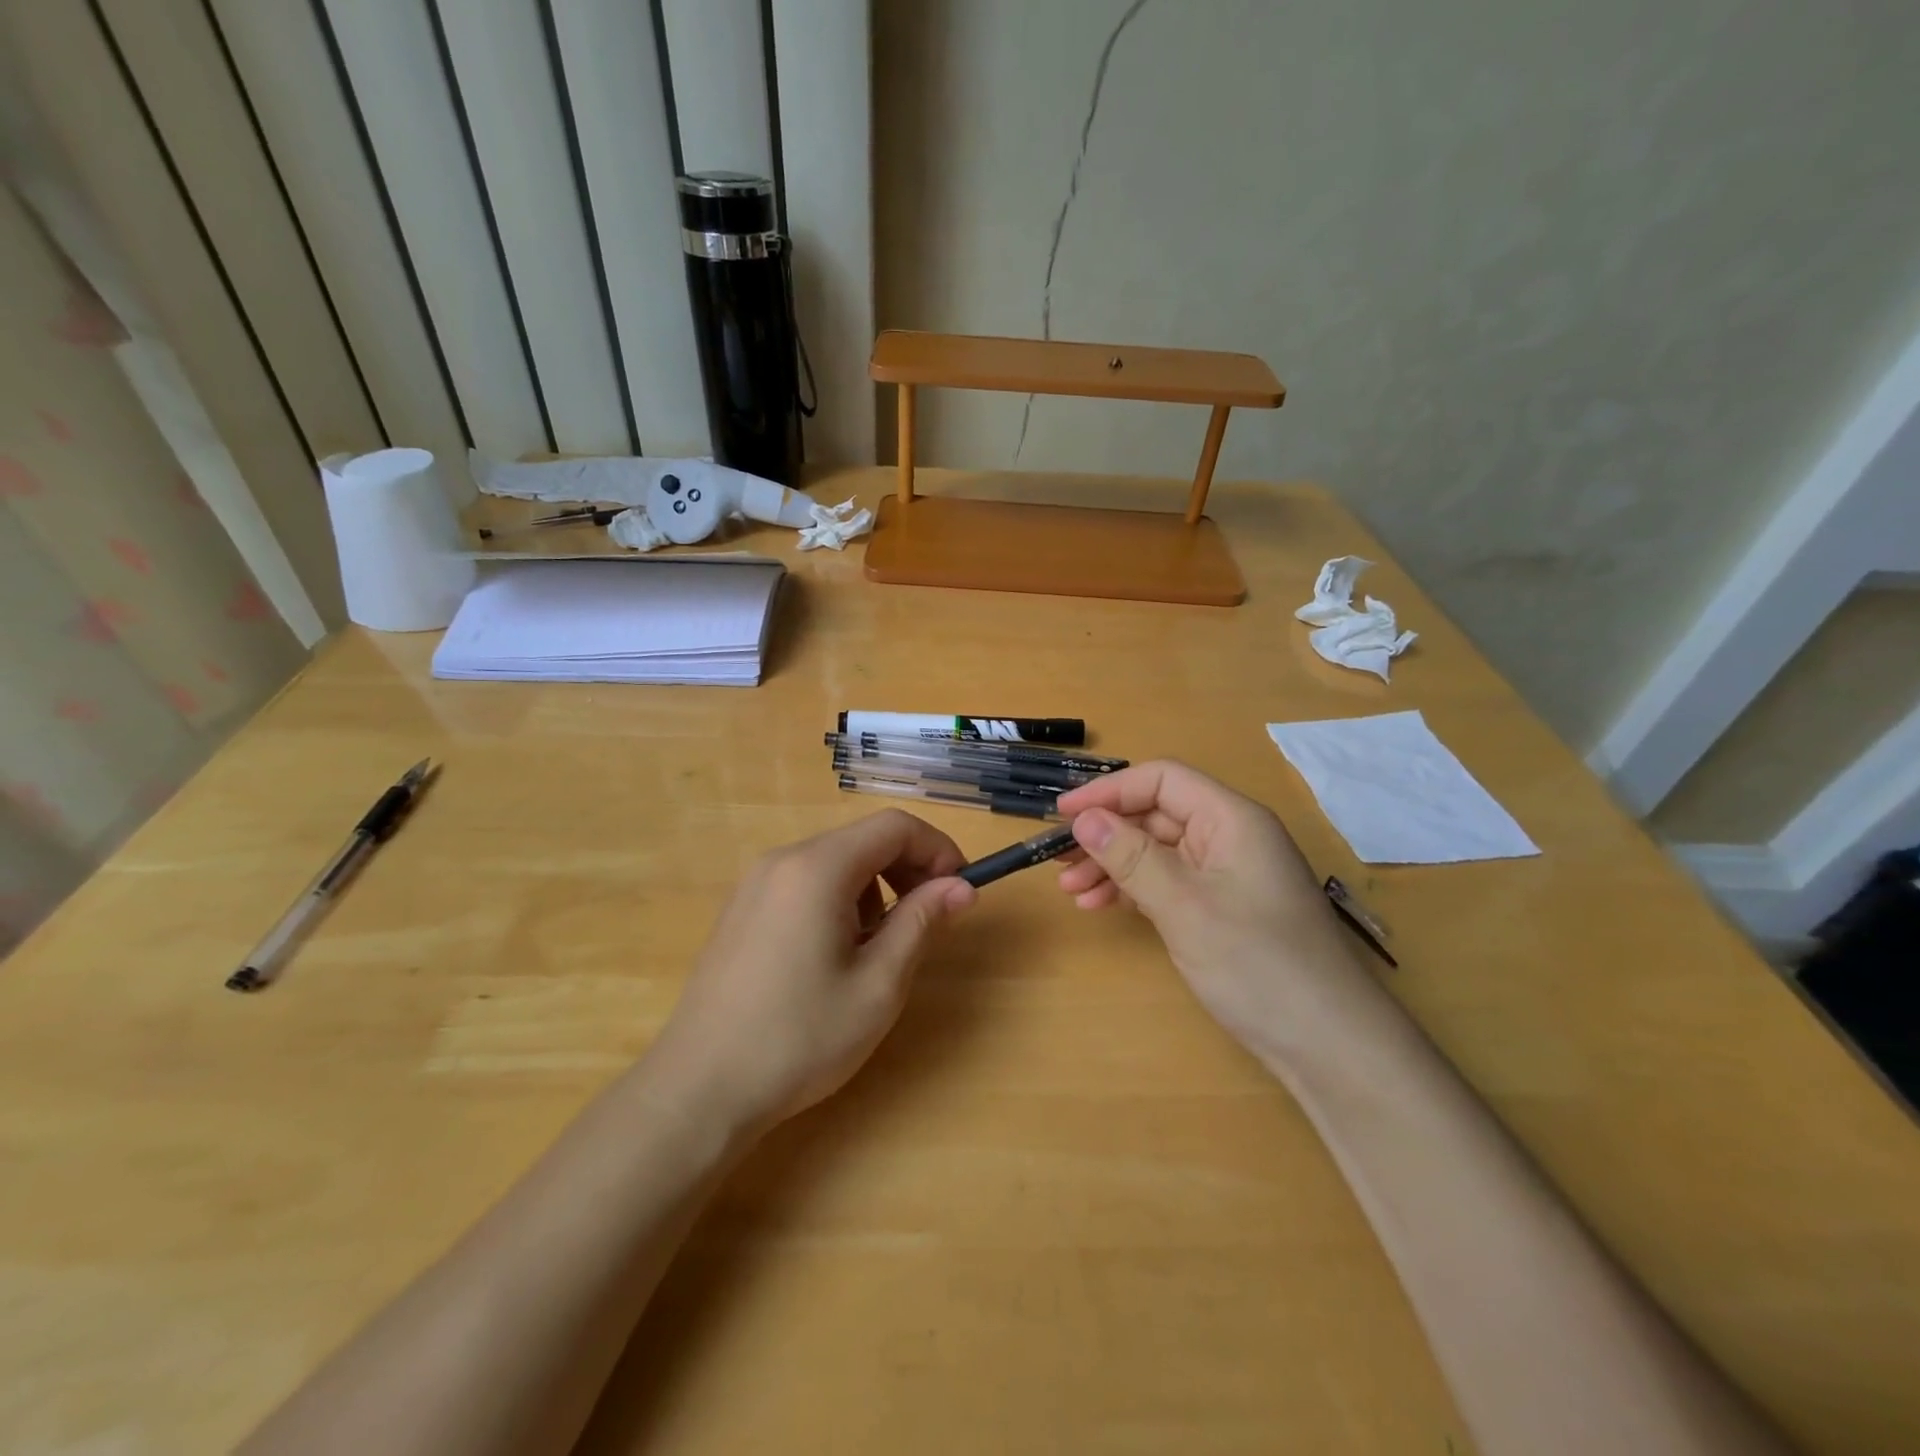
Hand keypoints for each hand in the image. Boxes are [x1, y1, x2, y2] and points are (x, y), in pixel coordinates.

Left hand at [644, 809, 974, 1137]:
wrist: (699, 1090)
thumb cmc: (799, 1038)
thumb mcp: (878, 984)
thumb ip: (922, 923)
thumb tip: (962, 886)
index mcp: (818, 868)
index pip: (894, 827)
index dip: (937, 849)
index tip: (959, 891)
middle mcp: (783, 860)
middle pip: (863, 840)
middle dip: (907, 870)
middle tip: (928, 921)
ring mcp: (756, 883)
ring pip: (835, 862)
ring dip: (874, 889)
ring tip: (875, 950)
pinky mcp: (742, 909)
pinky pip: (805, 883)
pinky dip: (838, 900)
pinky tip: (832, 956)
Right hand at [1055, 761, 1370, 1054]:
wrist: (1329, 1044)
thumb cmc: (1258, 963)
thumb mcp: (1184, 906)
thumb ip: (1131, 857)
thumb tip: (1083, 818)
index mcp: (1231, 819)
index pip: (1161, 780)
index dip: (1109, 791)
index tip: (1063, 815)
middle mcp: (1230, 837)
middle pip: (1156, 815)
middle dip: (1106, 834)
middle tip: (1058, 860)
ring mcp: (1227, 874)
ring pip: (1157, 851)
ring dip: (1113, 865)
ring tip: (1071, 890)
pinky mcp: (1223, 908)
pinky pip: (1168, 882)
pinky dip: (1134, 890)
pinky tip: (1101, 905)